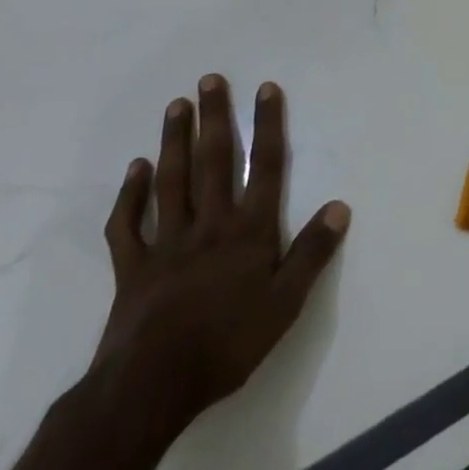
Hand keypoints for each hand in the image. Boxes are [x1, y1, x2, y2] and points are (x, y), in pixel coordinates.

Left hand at [89, 75, 349, 436]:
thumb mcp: (286, 303)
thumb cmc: (228, 343)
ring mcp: (167, 243)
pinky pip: (128, 225)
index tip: (265, 88)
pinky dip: (130, 195)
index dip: (268, 125)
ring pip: (172, 181)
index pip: (266, 166)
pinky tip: (135, 170)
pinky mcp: (132, 268)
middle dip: (215, 118)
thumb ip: (312, 252)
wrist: (150, 388)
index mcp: (249, 230)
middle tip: (209, 80)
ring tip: (177, 106)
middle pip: (214, 161)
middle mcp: (210, 224)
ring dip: (175, 141)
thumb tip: (340, 206)